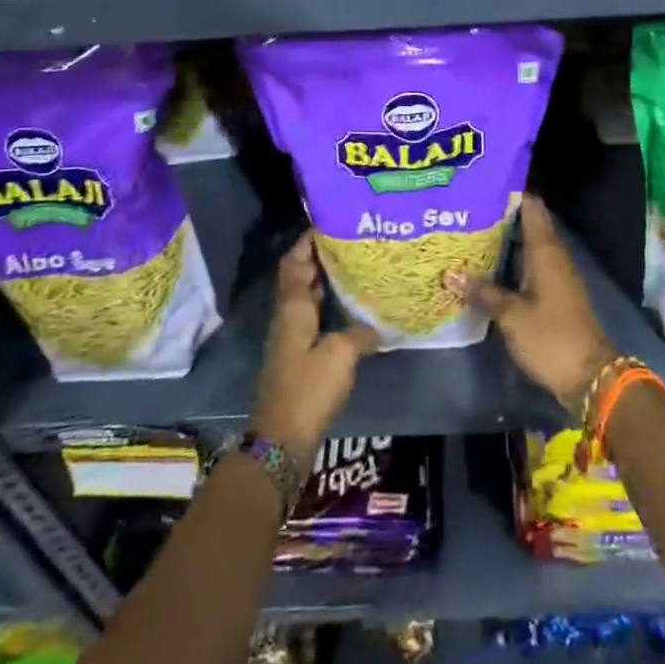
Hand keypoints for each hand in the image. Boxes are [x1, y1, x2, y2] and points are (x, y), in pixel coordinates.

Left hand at [251, 231, 379, 469]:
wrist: (282, 440)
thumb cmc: (308, 389)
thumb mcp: (341, 355)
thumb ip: (361, 332)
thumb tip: (382, 321)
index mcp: (293, 307)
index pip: (294, 262)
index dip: (307, 241)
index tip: (330, 223)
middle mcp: (288, 315)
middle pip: (298, 275)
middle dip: (319, 256)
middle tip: (350, 241)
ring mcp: (291, 337)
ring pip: (305, 296)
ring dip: (324, 280)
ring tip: (354, 266)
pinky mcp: (298, 356)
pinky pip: (312, 316)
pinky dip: (327, 304)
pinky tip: (350, 306)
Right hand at [451, 192, 615, 413]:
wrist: (590, 376)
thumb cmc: (551, 337)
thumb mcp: (511, 315)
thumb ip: (482, 292)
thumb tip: (450, 272)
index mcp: (546, 251)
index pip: (531, 207)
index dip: (511, 192)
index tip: (483, 183)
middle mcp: (554, 256)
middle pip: (529, 223)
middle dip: (502, 215)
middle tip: (468, 208)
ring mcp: (557, 275)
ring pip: (529, 245)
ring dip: (506, 238)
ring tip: (472, 232)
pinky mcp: (556, 293)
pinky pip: (532, 264)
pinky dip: (513, 260)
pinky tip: (490, 266)